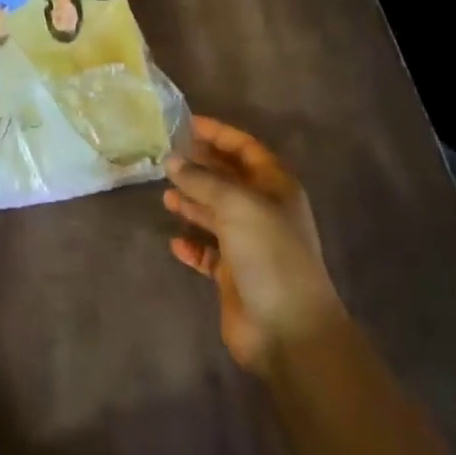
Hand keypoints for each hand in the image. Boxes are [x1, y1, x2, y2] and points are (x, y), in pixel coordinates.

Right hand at [164, 115, 345, 374]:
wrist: (290, 330)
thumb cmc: (269, 254)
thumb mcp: (236, 205)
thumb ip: (202, 180)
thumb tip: (171, 160)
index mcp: (275, 187)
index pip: (245, 148)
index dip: (218, 133)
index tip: (186, 124)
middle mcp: (263, 211)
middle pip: (228, 178)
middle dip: (200, 166)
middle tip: (166, 155)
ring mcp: (250, 244)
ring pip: (216, 213)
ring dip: (192, 203)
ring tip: (165, 195)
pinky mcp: (234, 275)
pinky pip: (208, 252)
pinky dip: (192, 245)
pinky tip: (175, 241)